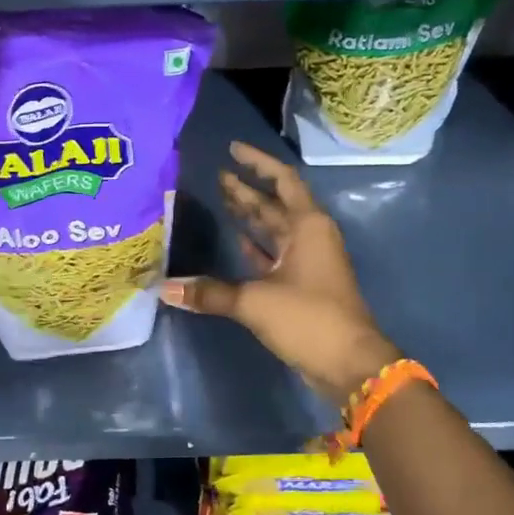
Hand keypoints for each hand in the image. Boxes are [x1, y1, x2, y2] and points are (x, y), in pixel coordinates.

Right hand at [160, 142, 399, 404]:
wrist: (350, 364)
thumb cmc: (309, 318)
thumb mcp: (255, 302)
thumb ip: (209, 293)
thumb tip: (163, 288)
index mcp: (307, 226)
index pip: (282, 180)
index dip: (257, 162)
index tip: (232, 149)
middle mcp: (310, 236)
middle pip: (275, 204)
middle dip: (247, 190)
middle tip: (216, 176)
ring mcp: (308, 261)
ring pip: (275, 229)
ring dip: (251, 216)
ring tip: (221, 199)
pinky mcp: (303, 285)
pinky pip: (276, 256)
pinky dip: (257, 248)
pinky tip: (237, 241)